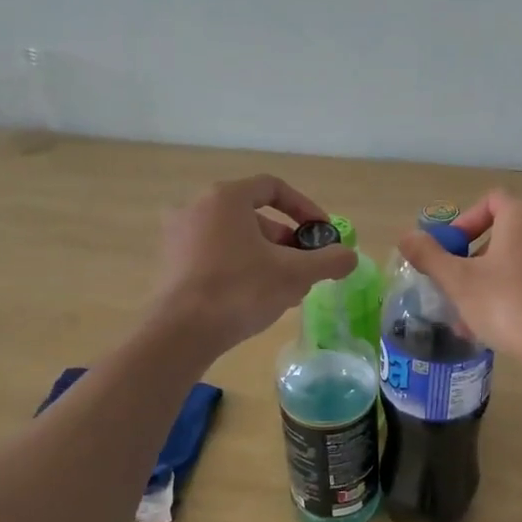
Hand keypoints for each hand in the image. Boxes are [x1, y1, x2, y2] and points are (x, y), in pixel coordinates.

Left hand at [153, 175, 355, 357]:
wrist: (181, 333)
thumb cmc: (240, 290)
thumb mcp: (294, 274)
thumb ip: (328, 261)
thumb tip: (350, 256)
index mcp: (226, 198)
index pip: (273, 188)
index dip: (305, 208)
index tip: (322, 234)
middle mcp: (197, 207)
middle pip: (254, 216)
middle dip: (287, 241)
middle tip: (307, 267)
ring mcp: (179, 236)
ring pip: (236, 239)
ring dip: (267, 258)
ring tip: (288, 289)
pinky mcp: (171, 264)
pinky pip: (216, 256)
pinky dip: (241, 268)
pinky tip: (258, 299)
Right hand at [398, 191, 521, 359]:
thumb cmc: (507, 304)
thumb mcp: (458, 281)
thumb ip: (429, 255)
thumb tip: (406, 237)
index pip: (490, 201)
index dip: (464, 223)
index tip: (449, 251)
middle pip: (503, 233)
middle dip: (474, 259)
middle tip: (455, 285)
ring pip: (518, 261)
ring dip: (491, 281)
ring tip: (469, 315)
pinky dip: (514, 293)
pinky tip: (496, 327)